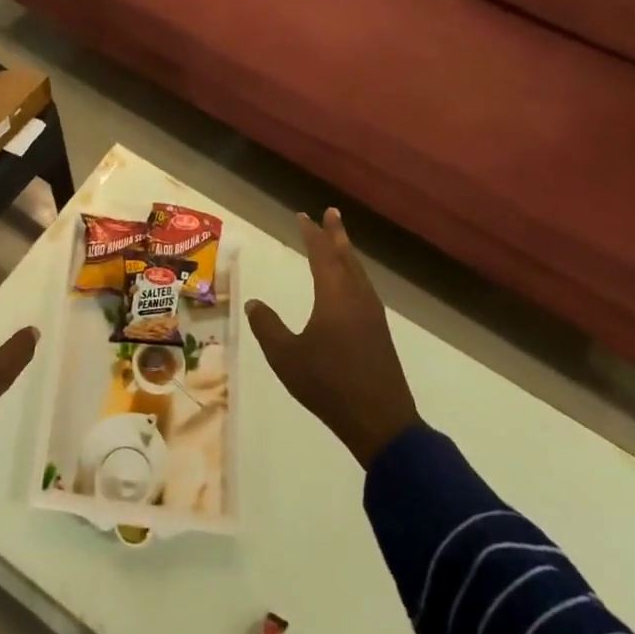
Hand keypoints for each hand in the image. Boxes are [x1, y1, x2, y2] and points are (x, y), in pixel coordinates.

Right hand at [246, 208, 420, 467]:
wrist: (380, 421)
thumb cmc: (328, 384)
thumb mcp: (286, 357)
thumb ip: (267, 327)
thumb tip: (254, 303)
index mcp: (334, 296)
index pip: (322, 254)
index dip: (312, 234)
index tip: (303, 216)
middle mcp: (356, 297)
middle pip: (346, 257)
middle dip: (337, 234)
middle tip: (331, 212)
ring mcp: (372, 315)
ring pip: (358, 273)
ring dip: (347, 254)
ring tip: (340, 243)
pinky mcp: (379, 332)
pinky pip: (364, 288)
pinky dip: (354, 274)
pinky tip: (350, 286)